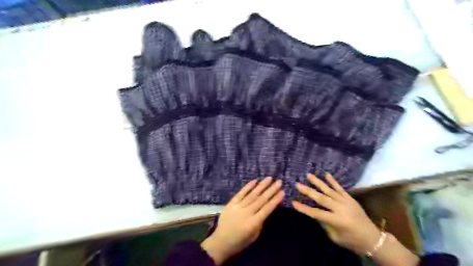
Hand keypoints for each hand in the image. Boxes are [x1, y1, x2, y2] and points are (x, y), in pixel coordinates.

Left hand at [200, 177, 281, 263]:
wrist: (220, 242)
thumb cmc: (240, 242)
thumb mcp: (254, 236)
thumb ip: (261, 222)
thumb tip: (267, 208)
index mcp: (253, 223)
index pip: (267, 209)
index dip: (275, 200)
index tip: (282, 192)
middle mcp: (247, 212)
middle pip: (261, 199)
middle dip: (271, 190)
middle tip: (279, 182)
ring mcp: (238, 207)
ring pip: (252, 194)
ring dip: (261, 185)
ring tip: (269, 178)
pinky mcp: (231, 203)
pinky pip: (240, 193)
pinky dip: (248, 187)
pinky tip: (254, 180)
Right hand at [292, 173, 378, 253]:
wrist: (373, 238)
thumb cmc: (352, 241)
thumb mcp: (335, 237)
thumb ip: (324, 224)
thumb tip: (314, 213)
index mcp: (336, 220)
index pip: (316, 213)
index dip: (303, 208)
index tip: (293, 202)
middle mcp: (340, 208)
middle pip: (321, 198)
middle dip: (308, 191)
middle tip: (297, 184)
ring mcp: (346, 201)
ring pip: (329, 190)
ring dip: (318, 182)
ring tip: (308, 175)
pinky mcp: (350, 198)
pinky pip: (340, 188)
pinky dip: (332, 181)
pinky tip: (326, 174)